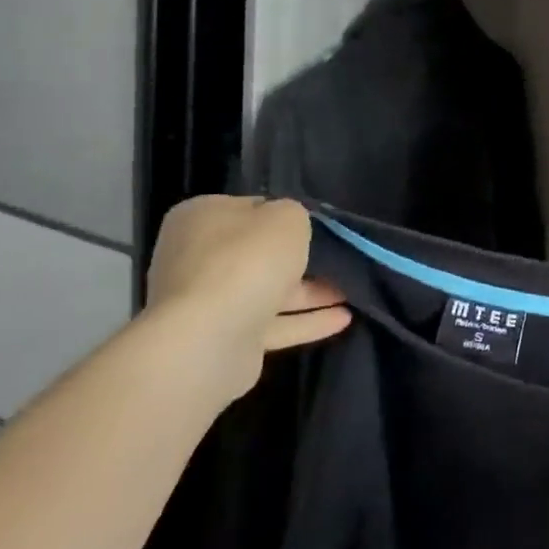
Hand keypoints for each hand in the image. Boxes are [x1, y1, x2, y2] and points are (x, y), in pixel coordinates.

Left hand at [144, 196, 349, 403]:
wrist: (209, 339)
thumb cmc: (247, 260)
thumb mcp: (287, 217)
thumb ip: (294, 214)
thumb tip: (289, 227)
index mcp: (201, 218)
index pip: (250, 208)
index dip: (284, 215)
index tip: (317, 224)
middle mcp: (196, 258)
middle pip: (257, 254)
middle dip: (300, 259)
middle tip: (340, 259)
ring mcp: (207, 303)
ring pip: (268, 292)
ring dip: (311, 293)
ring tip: (352, 291)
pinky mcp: (223, 340)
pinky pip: (272, 325)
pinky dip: (305, 321)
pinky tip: (343, 319)